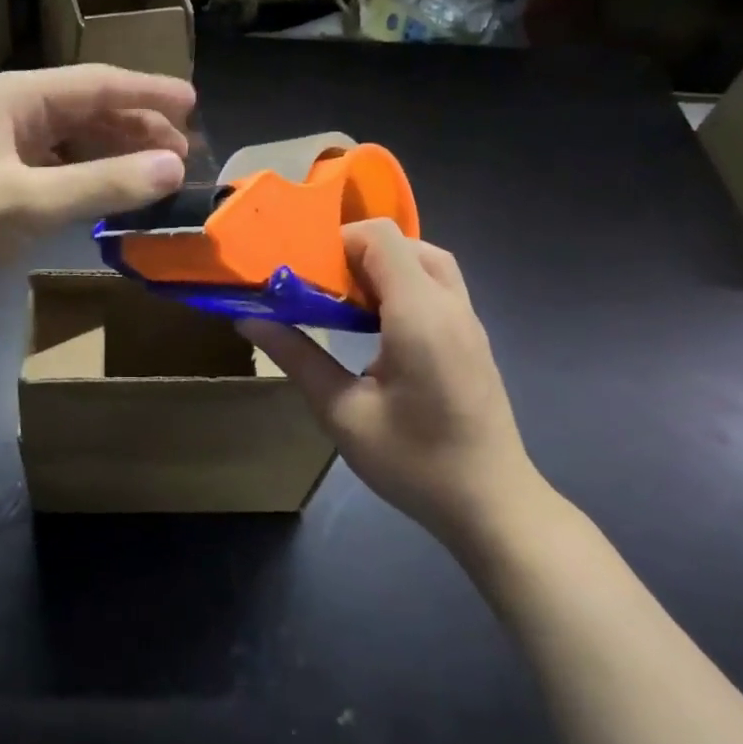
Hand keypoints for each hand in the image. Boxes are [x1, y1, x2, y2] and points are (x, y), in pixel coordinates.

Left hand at [0, 65, 194, 325]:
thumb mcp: (30, 201)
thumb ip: (104, 184)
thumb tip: (175, 168)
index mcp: (14, 97)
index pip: (96, 83)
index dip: (148, 92)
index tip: (194, 104)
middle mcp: (11, 113)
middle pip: (89, 110)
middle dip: (138, 128)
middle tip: (185, 155)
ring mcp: (4, 149)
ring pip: (76, 141)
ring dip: (118, 154)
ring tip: (160, 174)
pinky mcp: (1, 184)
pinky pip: (60, 170)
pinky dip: (92, 179)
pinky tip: (115, 195)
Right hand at [242, 220, 544, 546]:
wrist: (492, 505)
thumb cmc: (415, 462)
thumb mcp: (343, 413)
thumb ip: (298, 357)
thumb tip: (250, 319)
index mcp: (419, 314)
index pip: (381, 237)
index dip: (337, 240)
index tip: (303, 271)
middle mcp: (450, 305)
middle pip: (404, 243)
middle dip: (356, 253)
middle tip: (320, 288)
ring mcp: (468, 321)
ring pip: (426, 262)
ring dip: (383, 268)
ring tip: (346, 304)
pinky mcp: (473, 338)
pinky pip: (437, 287)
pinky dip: (403, 286)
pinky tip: (377, 328)